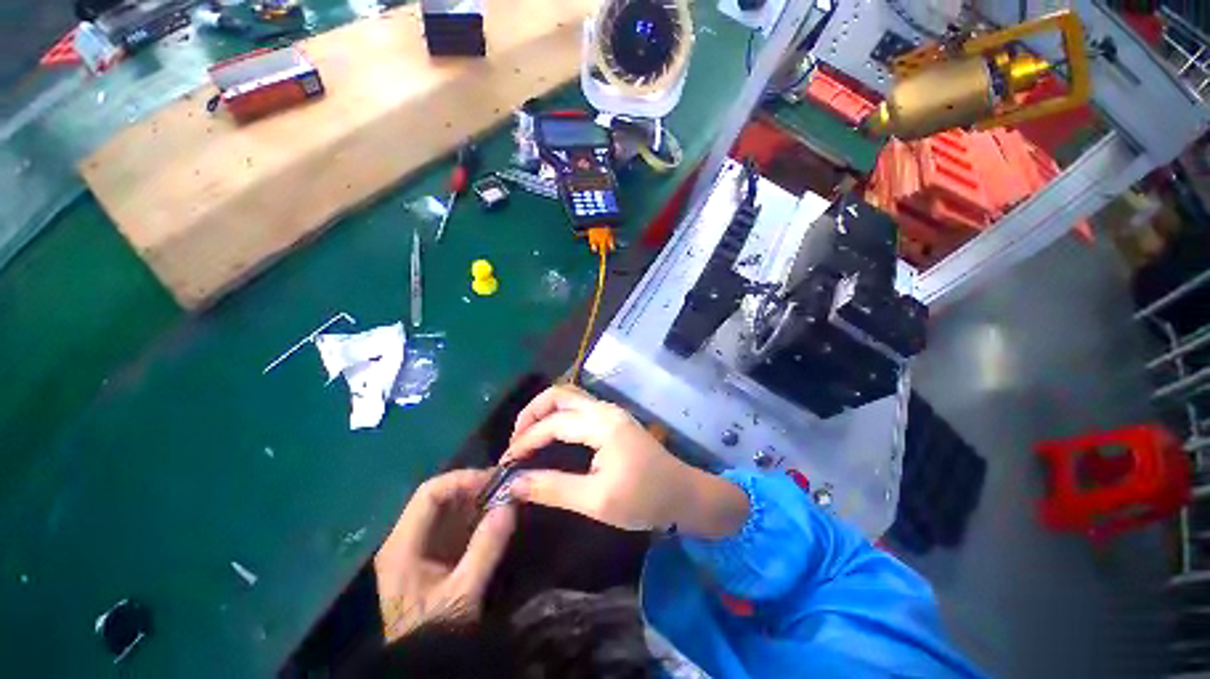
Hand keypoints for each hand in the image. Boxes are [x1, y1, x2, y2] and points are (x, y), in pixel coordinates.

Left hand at [374, 469, 515, 640]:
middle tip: (506, 487)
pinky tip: (495, 516)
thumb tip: (510, 504)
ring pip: (448, 507)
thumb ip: (486, 548)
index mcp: (402, 545)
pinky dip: (476, 514)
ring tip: (505, 499)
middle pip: (439, 496)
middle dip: (473, 488)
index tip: (495, 481)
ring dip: (477, 499)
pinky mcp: (431, 553)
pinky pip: (454, 522)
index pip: (429, 493)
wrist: (423, 666)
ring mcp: (418, 545)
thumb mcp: (463, 593)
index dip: (463, 480)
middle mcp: (405, 538)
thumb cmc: (435, 630)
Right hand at [501, 385, 748, 536]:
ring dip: (545, 412)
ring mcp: (611, 412)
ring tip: (528, 438)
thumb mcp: (596, 501)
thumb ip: (553, 488)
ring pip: (570, 397)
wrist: (684, 494)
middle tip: (516, 442)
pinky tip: (552, 435)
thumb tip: (513, 483)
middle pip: (560, 394)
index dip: (525, 440)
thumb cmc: (644, 500)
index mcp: (602, 424)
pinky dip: (559, 416)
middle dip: (532, 413)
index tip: (506, 462)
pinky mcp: (614, 419)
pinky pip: (579, 407)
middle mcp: (605, 410)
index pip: (553, 423)